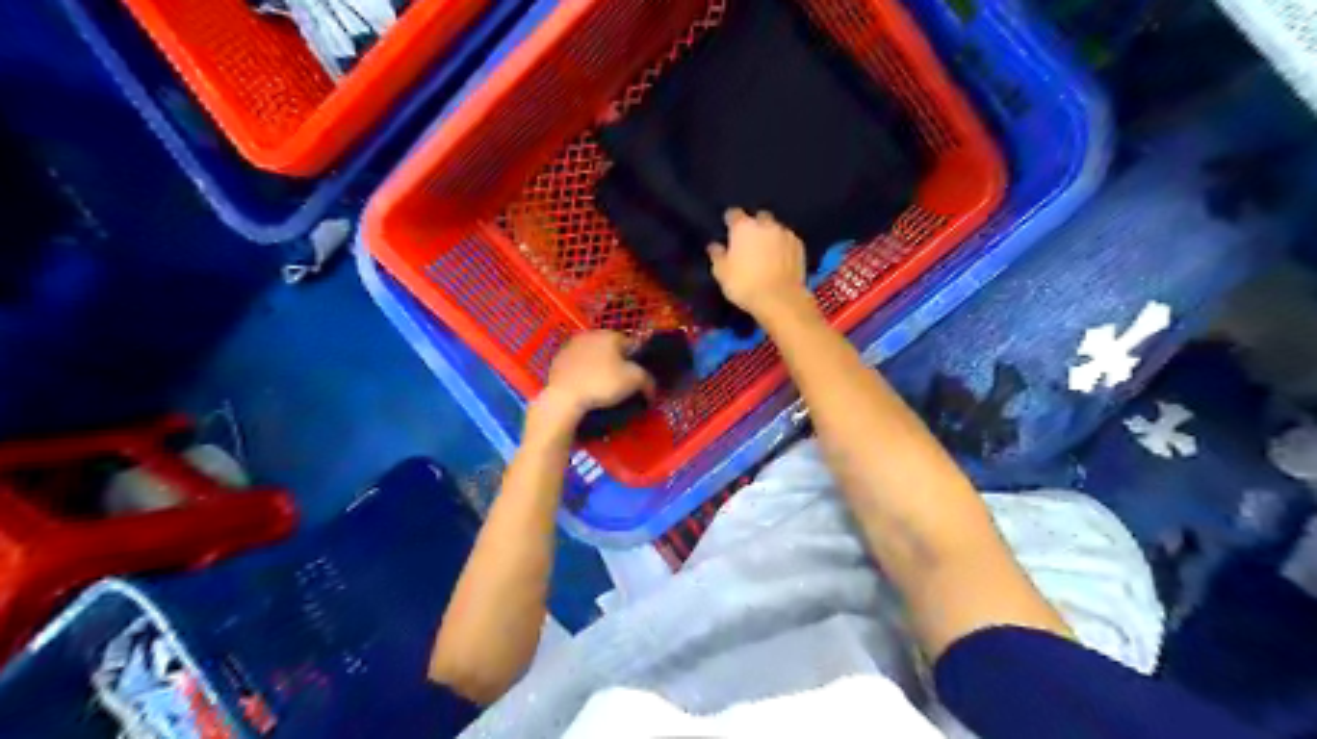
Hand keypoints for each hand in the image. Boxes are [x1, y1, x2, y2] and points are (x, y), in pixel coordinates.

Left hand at [530, 333, 655, 429]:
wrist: (564, 397)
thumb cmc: (602, 383)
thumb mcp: (634, 381)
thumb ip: (648, 380)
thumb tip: (651, 389)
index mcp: (609, 334)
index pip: (631, 344)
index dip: (636, 361)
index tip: (636, 378)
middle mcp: (590, 334)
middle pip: (610, 349)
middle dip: (616, 362)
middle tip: (620, 383)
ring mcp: (571, 346)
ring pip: (592, 356)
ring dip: (598, 367)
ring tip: (600, 388)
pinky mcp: (557, 360)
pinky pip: (577, 366)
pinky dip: (582, 374)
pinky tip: (584, 388)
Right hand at [711, 212, 815, 320]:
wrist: (780, 299)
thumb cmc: (745, 284)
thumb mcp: (722, 273)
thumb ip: (717, 255)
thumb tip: (714, 246)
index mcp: (743, 227)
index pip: (733, 214)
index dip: (730, 221)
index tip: (728, 230)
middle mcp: (765, 224)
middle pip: (758, 218)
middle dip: (754, 226)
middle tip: (749, 243)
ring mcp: (785, 233)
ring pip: (775, 228)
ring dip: (770, 236)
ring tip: (767, 252)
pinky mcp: (799, 245)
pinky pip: (788, 240)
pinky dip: (783, 246)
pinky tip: (781, 258)